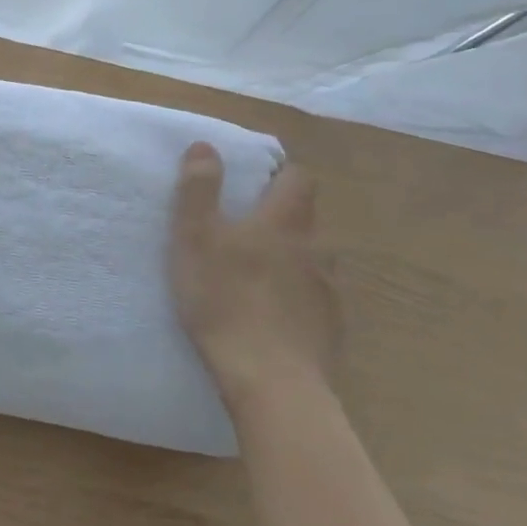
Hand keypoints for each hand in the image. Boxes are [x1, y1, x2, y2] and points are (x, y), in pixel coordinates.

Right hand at [169, 144, 340, 409]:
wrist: (271, 379)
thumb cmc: (225, 299)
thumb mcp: (195, 238)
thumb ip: (199, 191)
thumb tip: (206, 146)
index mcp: (284, 222)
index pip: (298, 179)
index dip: (280, 173)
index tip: (256, 179)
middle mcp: (316, 249)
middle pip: (307, 219)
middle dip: (282, 216)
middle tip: (245, 229)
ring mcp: (329, 291)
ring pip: (313, 260)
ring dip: (292, 258)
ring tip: (259, 275)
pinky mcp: (331, 328)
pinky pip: (316, 299)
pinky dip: (297, 298)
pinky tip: (274, 315)